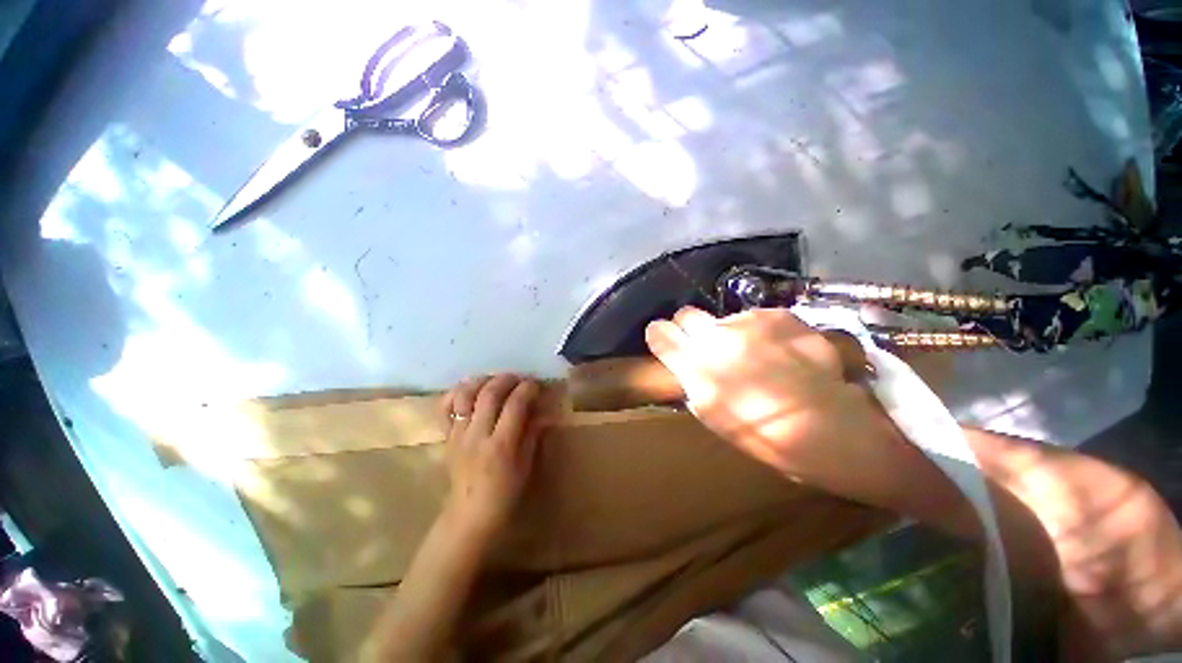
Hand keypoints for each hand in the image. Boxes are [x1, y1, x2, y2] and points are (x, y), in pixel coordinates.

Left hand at [439, 374, 545, 540]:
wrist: (470, 515)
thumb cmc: (505, 493)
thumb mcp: (526, 464)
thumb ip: (532, 433)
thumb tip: (539, 409)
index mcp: (501, 445)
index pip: (515, 404)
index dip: (527, 389)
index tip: (535, 384)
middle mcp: (477, 435)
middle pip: (489, 394)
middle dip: (507, 379)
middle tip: (518, 378)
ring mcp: (458, 434)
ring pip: (465, 395)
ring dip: (482, 381)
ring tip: (495, 381)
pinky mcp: (446, 436)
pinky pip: (445, 407)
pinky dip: (456, 393)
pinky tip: (470, 390)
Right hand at [644, 307, 902, 493]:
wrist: (829, 427)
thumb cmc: (762, 433)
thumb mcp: (711, 413)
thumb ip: (691, 380)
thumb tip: (686, 364)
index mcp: (695, 366)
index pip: (659, 333)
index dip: (660, 335)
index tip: (667, 341)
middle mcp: (716, 337)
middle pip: (685, 314)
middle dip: (688, 326)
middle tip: (706, 344)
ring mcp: (749, 322)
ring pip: (724, 318)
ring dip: (730, 333)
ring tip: (756, 356)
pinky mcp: (779, 316)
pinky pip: (757, 319)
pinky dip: (761, 332)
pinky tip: (780, 351)